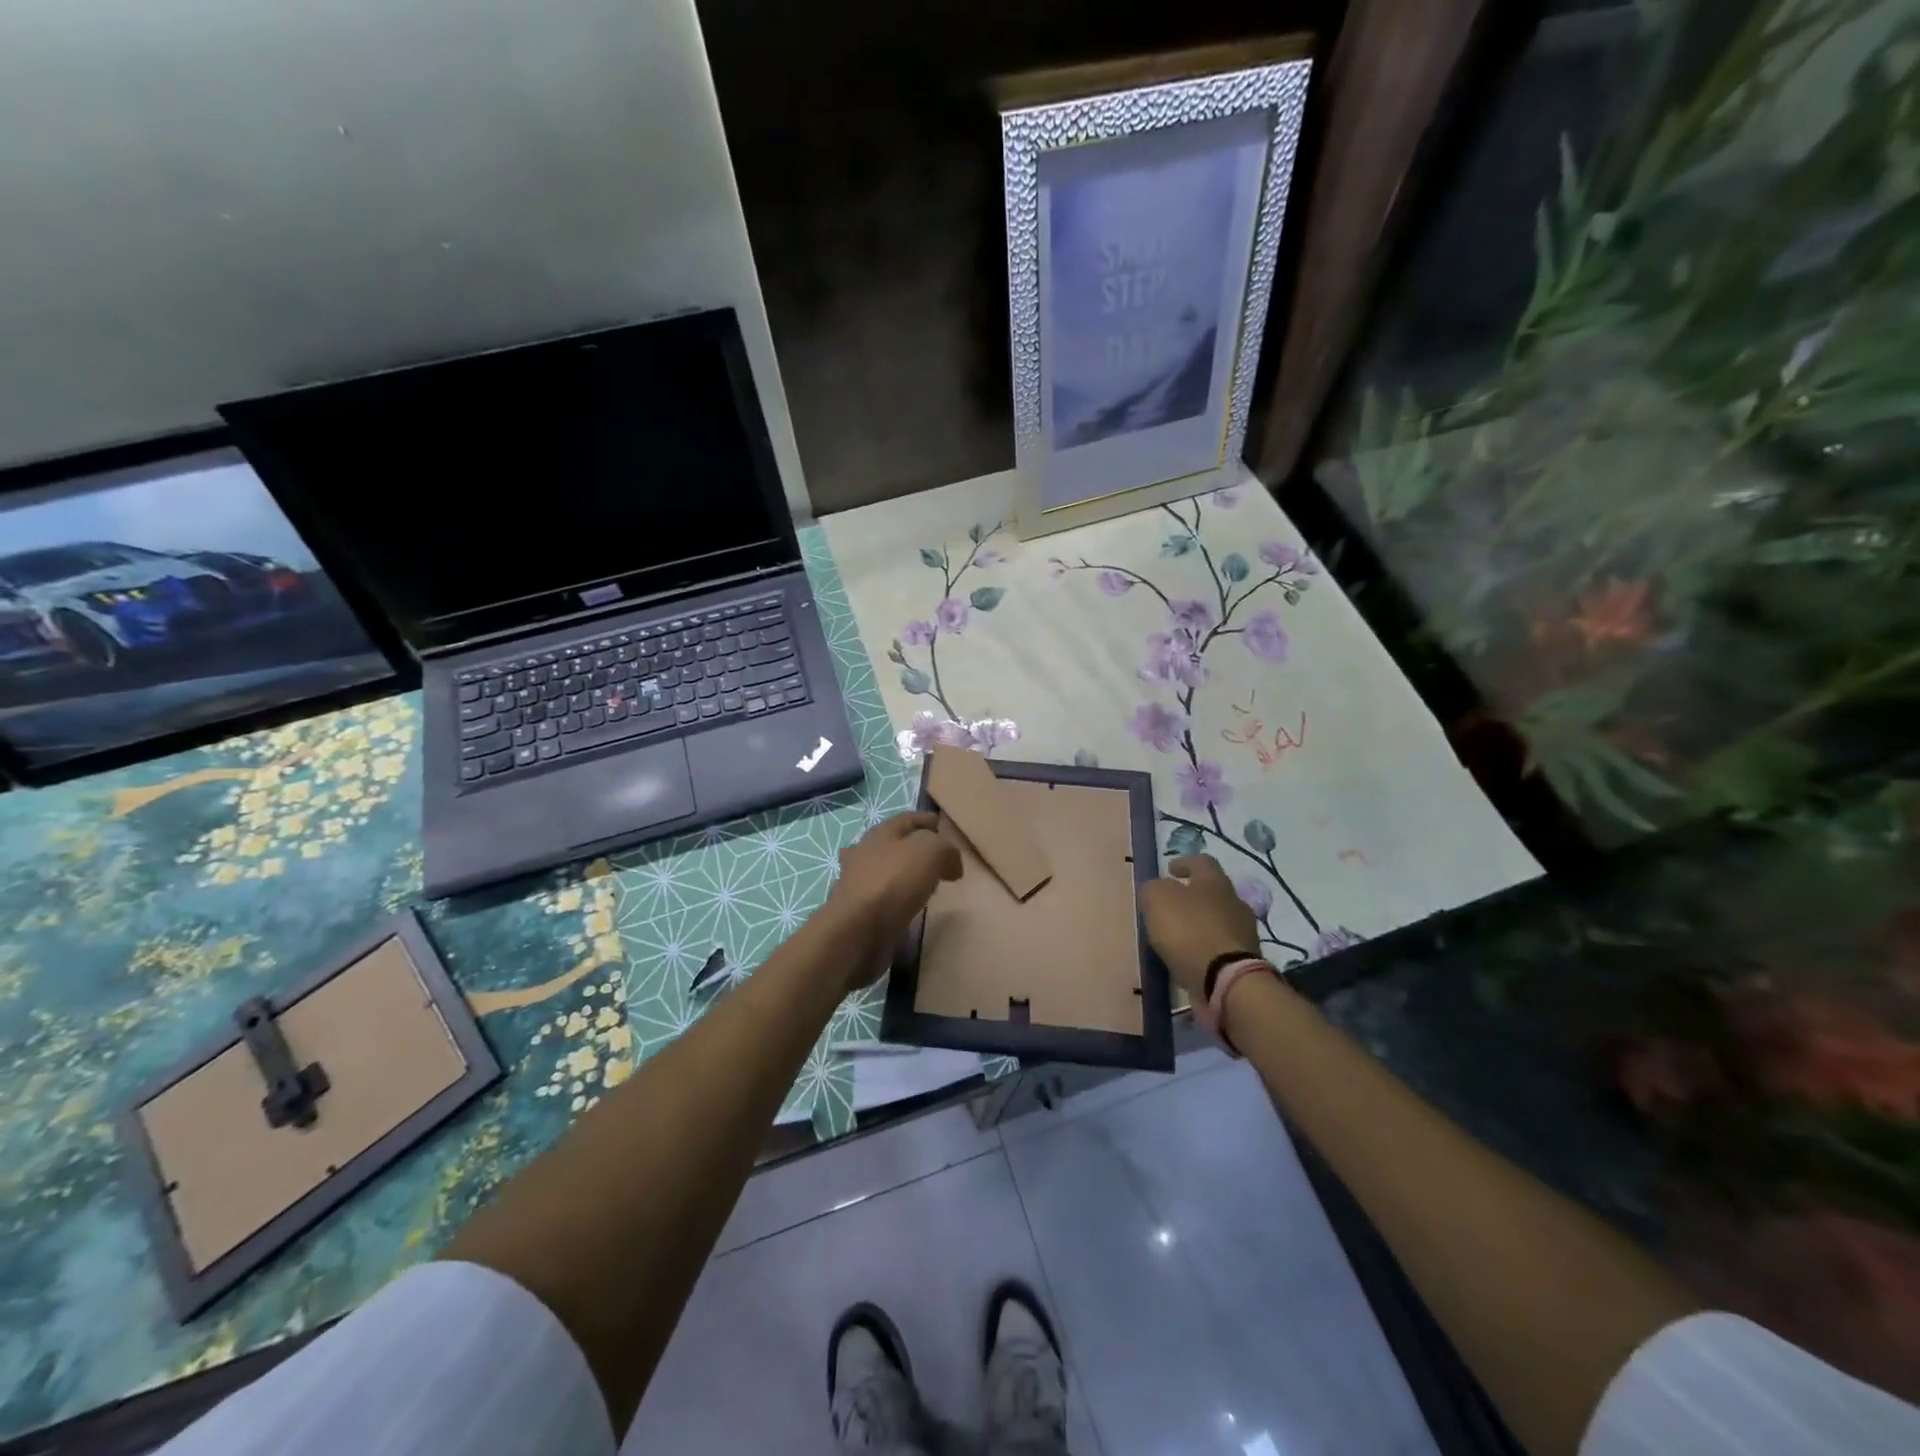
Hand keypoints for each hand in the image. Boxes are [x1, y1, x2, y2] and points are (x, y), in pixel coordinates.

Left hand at [821, 812, 962, 989]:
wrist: (858, 929)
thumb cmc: (894, 881)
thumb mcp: (931, 852)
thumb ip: (946, 850)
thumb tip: (951, 864)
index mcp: (880, 833)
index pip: (908, 819)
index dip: (927, 820)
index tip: (944, 827)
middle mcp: (865, 853)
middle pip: (896, 845)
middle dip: (918, 849)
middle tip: (942, 862)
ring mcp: (859, 883)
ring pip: (889, 872)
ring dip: (908, 876)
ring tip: (931, 886)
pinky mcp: (859, 910)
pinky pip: (886, 898)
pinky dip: (900, 899)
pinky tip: (913, 907)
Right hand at [1139, 854, 1259, 1004]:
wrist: (1226, 980)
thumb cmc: (1189, 930)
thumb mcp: (1157, 899)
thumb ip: (1153, 888)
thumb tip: (1157, 889)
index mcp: (1215, 881)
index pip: (1202, 861)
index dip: (1184, 863)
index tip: (1170, 870)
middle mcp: (1234, 902)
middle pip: (1212, 892)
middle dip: (1192, 896)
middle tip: (1170, 906)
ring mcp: (1243, 933)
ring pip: (1217, 920)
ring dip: (1199, 925)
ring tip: (1176, 937)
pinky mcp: (1244, 961)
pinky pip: (1219, 947)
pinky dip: (1204, 949)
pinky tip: (1188, 958)